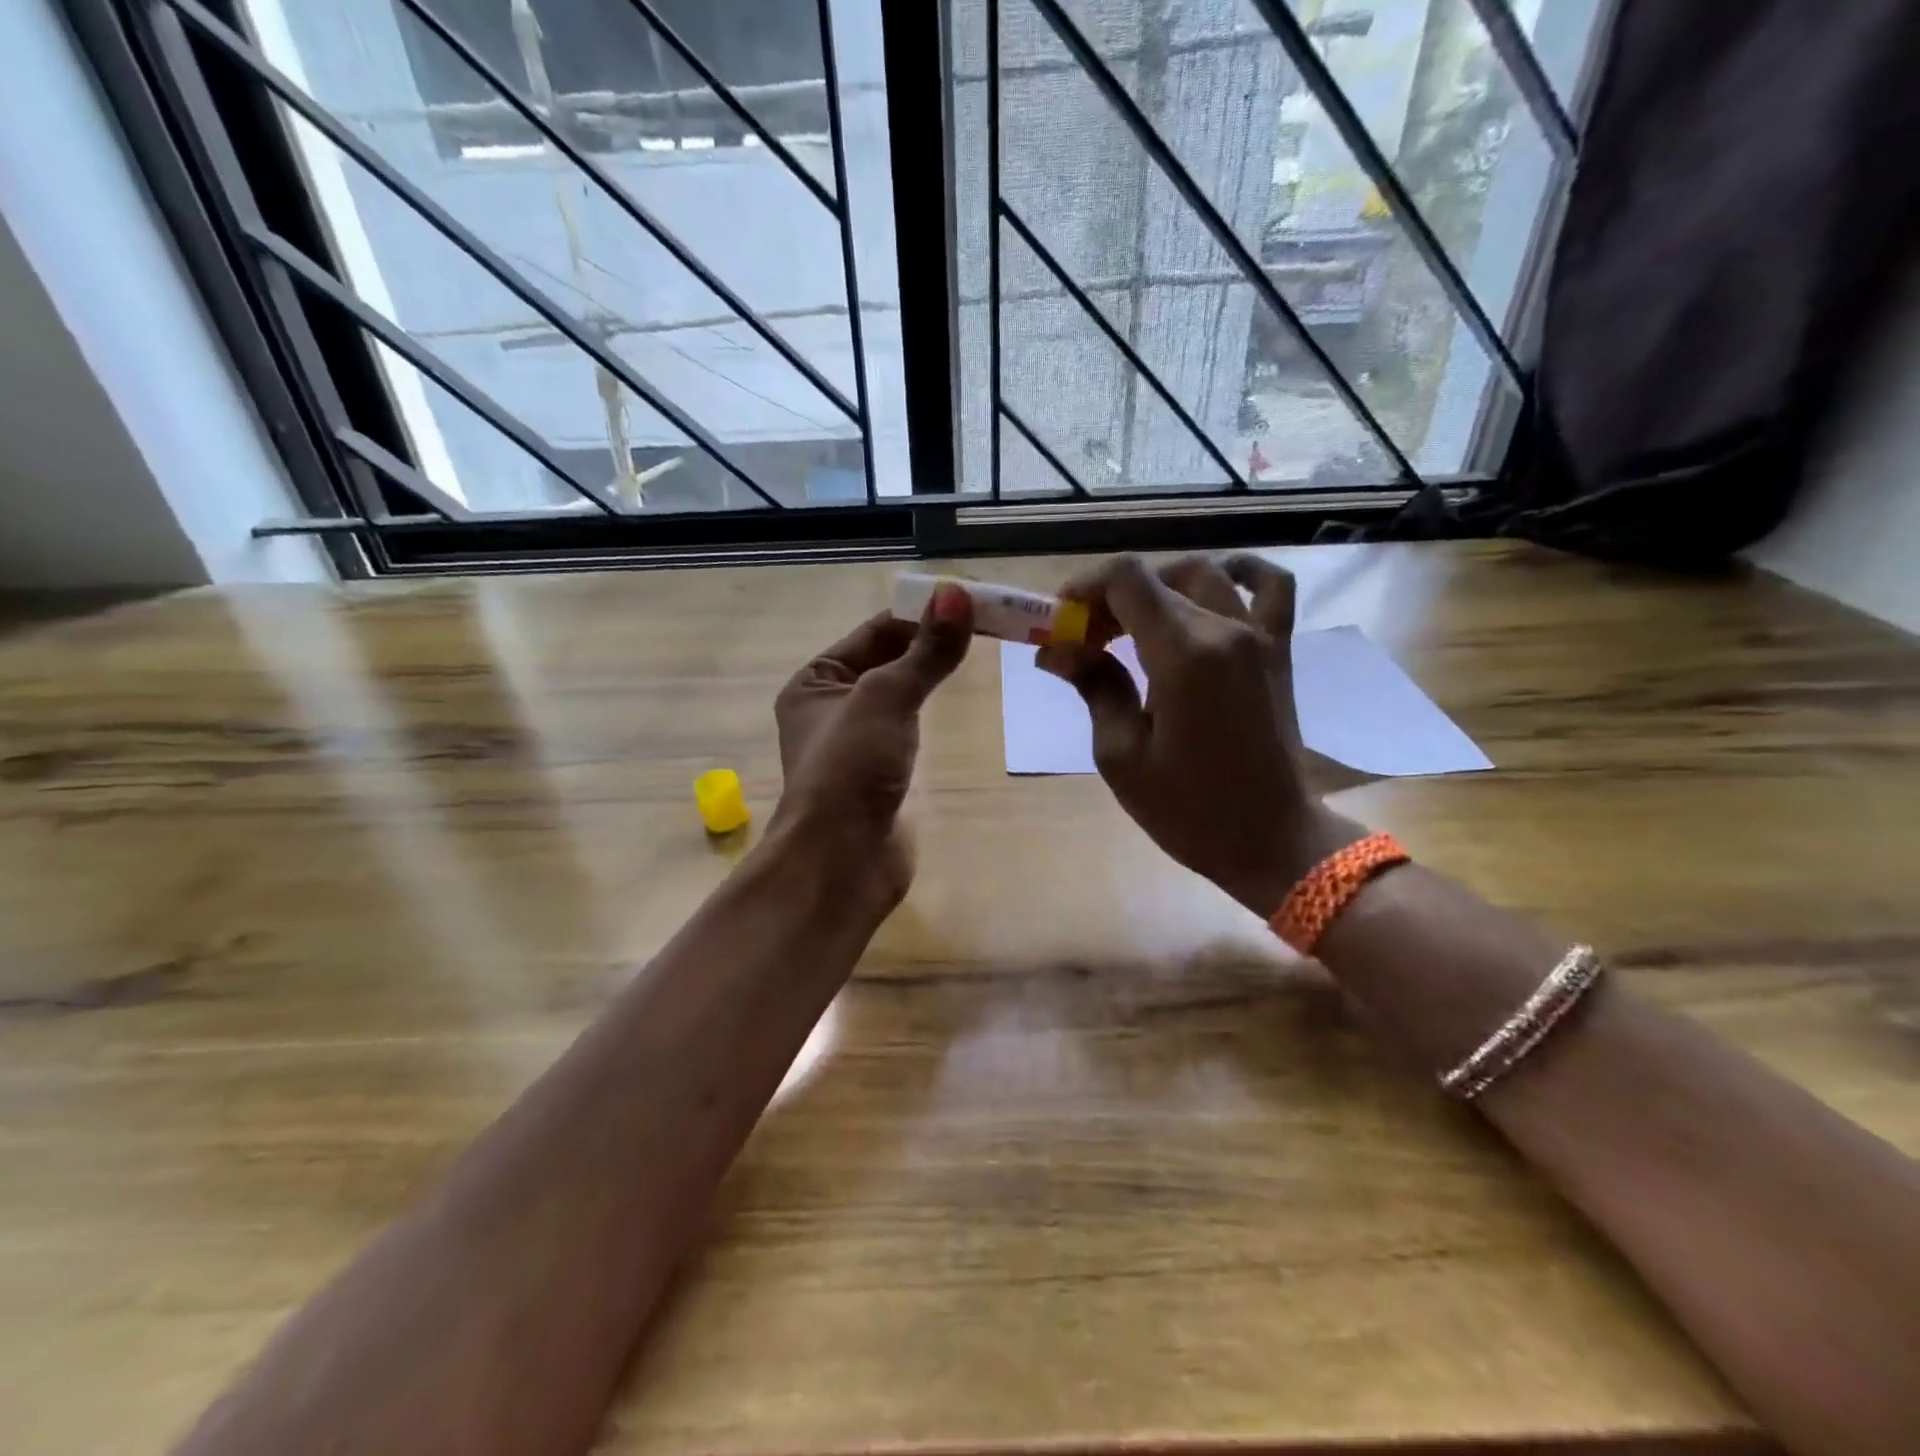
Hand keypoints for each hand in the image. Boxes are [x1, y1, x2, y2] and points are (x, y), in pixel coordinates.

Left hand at [771, 584, 973, 904]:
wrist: (841, 861)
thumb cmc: (851, 769)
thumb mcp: (887, 697)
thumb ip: (925, 650)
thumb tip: (958, 593)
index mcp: (814, 682)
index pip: (873, 632)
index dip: (919, 613)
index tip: (969, 601)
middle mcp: (829, 708)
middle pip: (887, 661)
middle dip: (929, 643)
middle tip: (986, 624)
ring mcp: (856, 744)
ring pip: (899, 696)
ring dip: (930, 676)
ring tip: (978, 652)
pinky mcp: (880, 775)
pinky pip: (908, 730)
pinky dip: (930, 713)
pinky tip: (958, 703)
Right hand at [1036, 553, 1360, 916]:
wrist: (1271, 838)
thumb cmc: (1188, 808)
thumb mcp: (1122, 755)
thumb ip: (1094, 687)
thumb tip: (1056, 649)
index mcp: (1183, 655)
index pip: (1127, 579)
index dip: (1086, 588)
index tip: (1063, 622)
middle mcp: (1224, 630)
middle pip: (1156, 577)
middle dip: (1110, 598)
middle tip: (1087, 640)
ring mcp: (1259, 636)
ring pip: (1202, 574)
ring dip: (1159, 586)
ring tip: (1135, 624)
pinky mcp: (1279, 650)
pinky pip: (1270, 586)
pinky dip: (1240, 573)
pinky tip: (1213, 587)